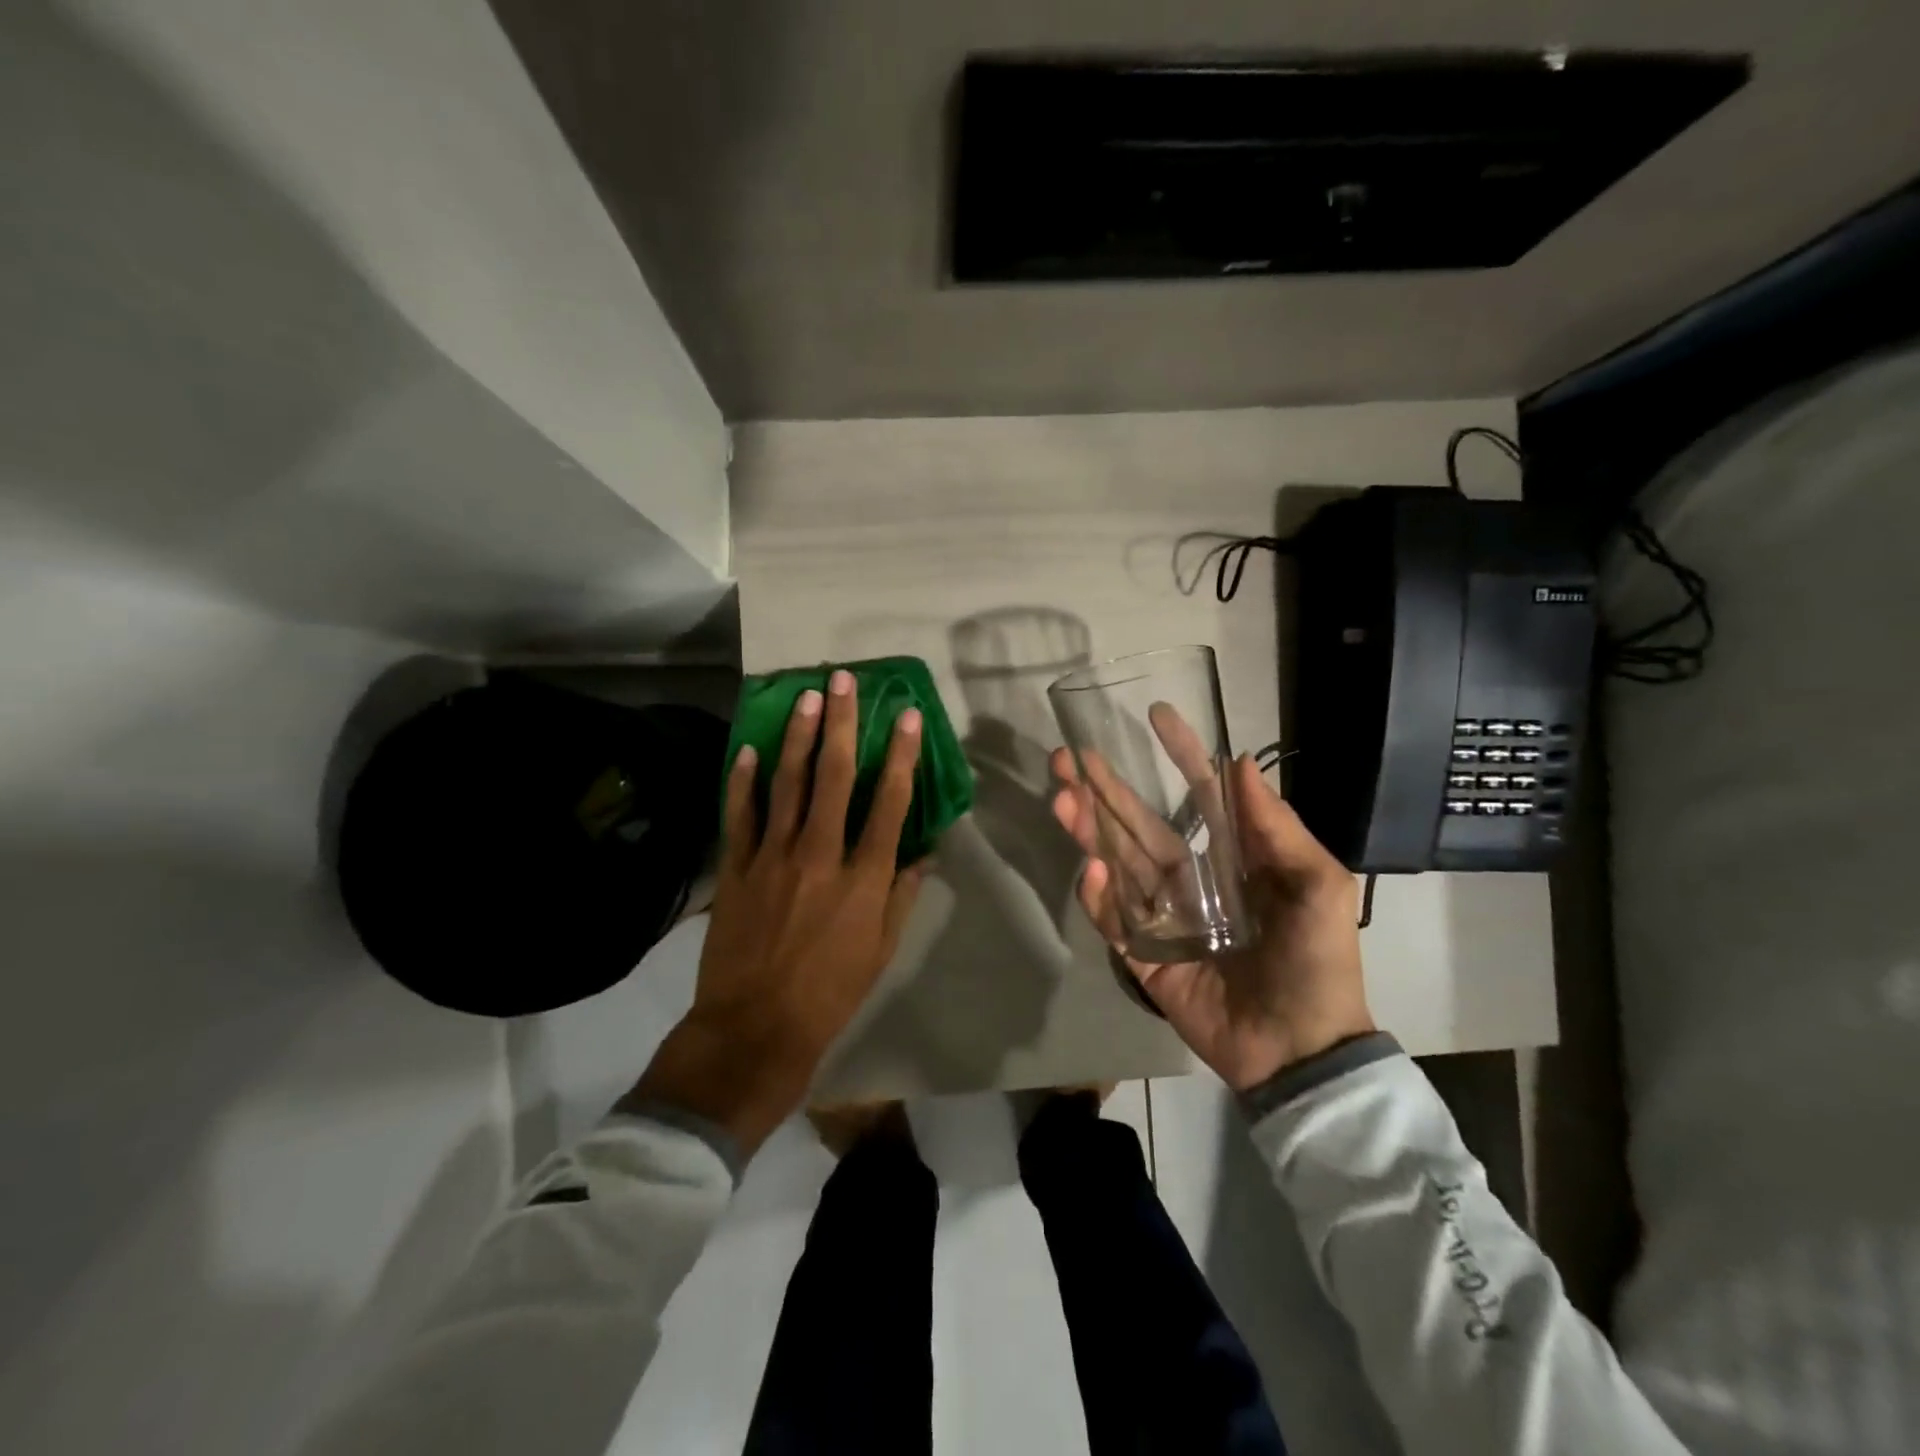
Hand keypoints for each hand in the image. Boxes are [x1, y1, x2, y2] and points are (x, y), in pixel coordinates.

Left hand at [627, 670, 925, 1155]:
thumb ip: (903, 894)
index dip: (901, 754)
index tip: (905, 715)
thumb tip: (924, 852)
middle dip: (841, 723)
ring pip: (787, 783)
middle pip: (835, 776)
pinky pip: (740, 814)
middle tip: (842, 680)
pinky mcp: (736, 868)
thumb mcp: (883, 949)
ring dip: (797, 736)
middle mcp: (820, 854)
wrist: (756, 1028)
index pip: (889, 802)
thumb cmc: (831, 992)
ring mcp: (773, 857)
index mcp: (864, 877)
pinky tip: (747, 748)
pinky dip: (742, 780)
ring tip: (804, 696)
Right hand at [1051, 745, 1372, 1092]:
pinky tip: (1090, 868)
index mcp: (1231, 855)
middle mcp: (1190, 876)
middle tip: (1067, 757)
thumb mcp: (1318, 885)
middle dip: (1105, 788)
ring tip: (1062, 797)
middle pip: (1138, 822)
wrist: (1302, 1049)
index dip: (1179, 754)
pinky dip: (1099, 896)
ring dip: (1088, 828)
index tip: (1156, 715)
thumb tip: (1242, 762)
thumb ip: (1278, 827)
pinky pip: (1115, 919)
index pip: (1197, 793)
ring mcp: (1162, 915)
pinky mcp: (1143, 955)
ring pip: (1116, 862)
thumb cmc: (1317, 960)